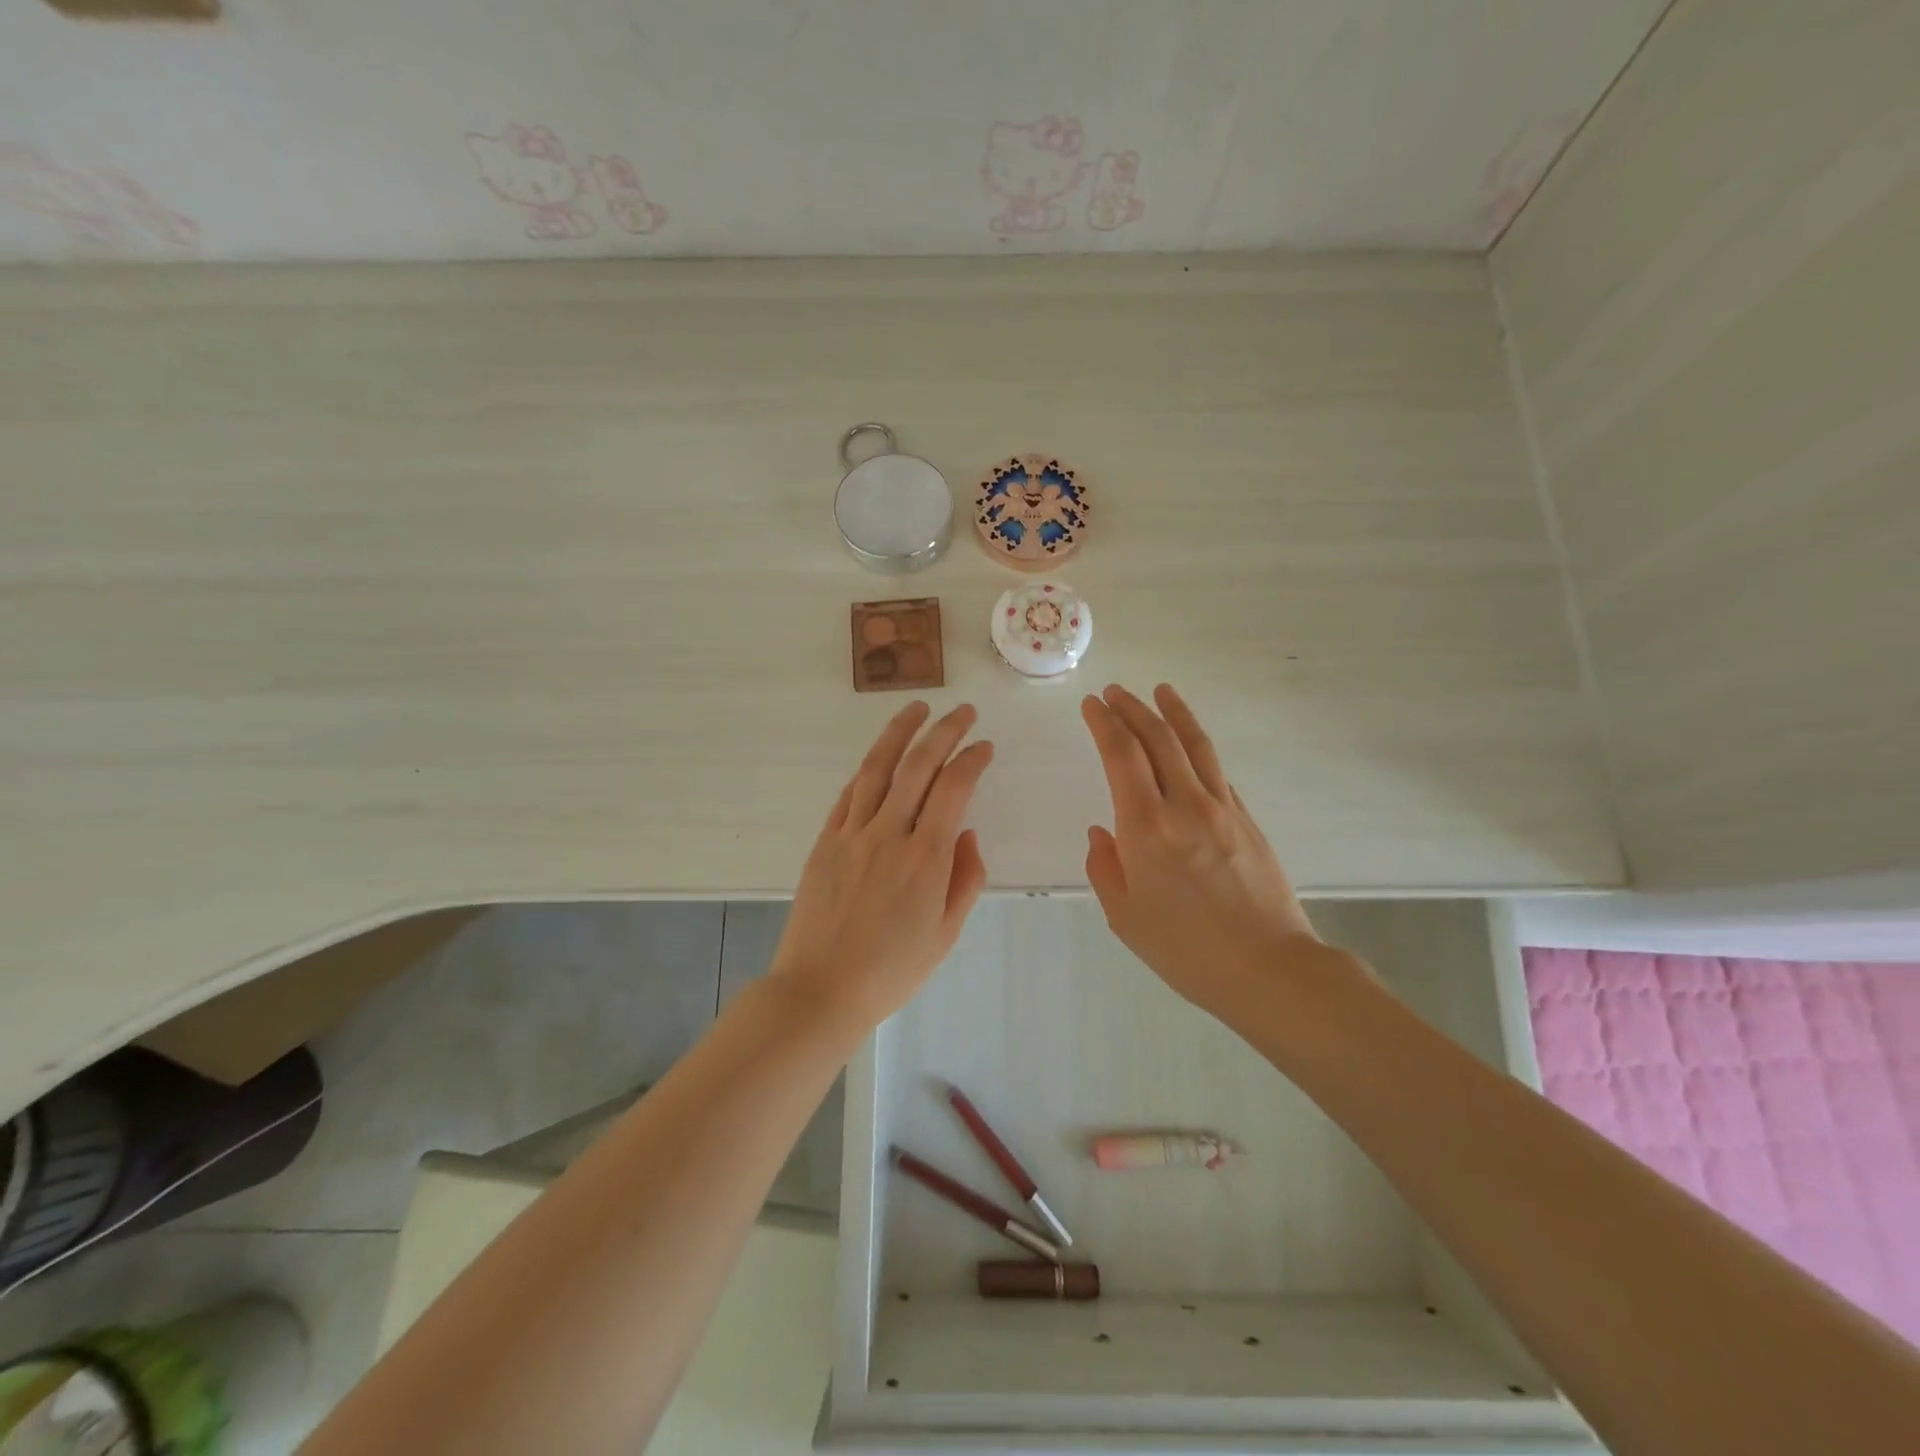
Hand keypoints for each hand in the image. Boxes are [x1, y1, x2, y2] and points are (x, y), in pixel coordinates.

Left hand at [770, 701, 992, 1029]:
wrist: (820, 989)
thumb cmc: (892, 970)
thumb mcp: (946, 934)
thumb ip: (965, 878)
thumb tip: (965, 833)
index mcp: (926, 857)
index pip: (954, 789)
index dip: (972, 759)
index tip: (984, 746)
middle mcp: (889, 834)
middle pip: (918, 766)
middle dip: (943, 731)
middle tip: (961, 712)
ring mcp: (852, 834)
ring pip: (877, 769)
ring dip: (899, 733)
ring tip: (915, 708)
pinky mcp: (825, 842)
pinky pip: (848, 795)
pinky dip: (868, 771)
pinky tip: (878, 758)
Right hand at [1081, 684, 1319, 1017]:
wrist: (1269, 969)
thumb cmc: (1186, 950)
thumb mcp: (1125, 917)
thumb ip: (1105, 868)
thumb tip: (1102, 833)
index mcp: (1146, 828)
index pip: (1121, 755)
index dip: (1104, 723)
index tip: (1093, 704)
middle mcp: (1185, 805)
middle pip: (1158, 739)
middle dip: (1132, 709)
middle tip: (1115, 692)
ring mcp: (1223, 808)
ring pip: (1195, 745)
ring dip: (1173, 713)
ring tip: (1159, 691)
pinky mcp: (1248, 820)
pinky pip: (1218, 772)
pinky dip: (1198, 749)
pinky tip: (1190, 747)